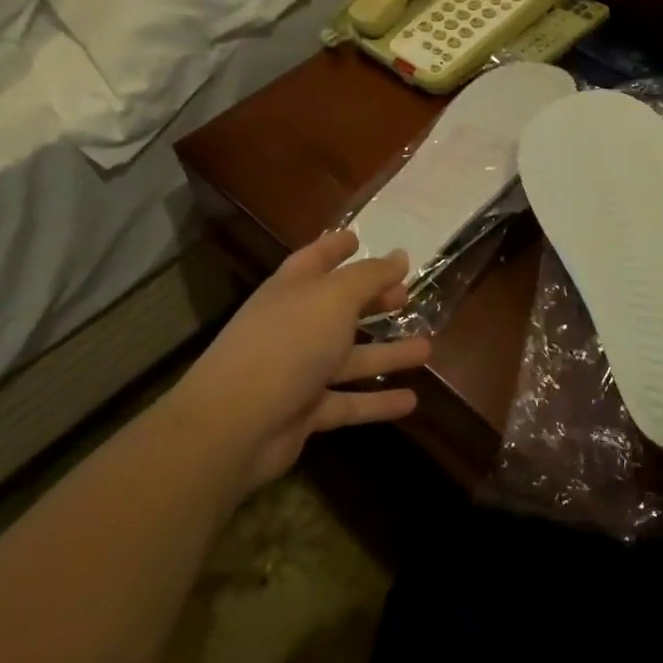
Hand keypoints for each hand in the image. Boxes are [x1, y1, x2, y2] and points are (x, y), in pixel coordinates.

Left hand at [175, 231, 431, 495]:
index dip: (336, 246)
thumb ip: (370, 276)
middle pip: (339, 307)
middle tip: (407, 296)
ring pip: (350, 357)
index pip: (316, 258)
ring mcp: (299, 370)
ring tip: (427, 348)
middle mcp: (295, 325)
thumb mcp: (334, 298)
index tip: (360, 238)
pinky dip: (378, 402)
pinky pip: (349, 402)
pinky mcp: (305, 411)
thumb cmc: (287, 344)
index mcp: (293, 289)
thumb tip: (400, 256)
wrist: (234, 424)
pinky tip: (412, 402)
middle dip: (372, 300)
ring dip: (388, 353)